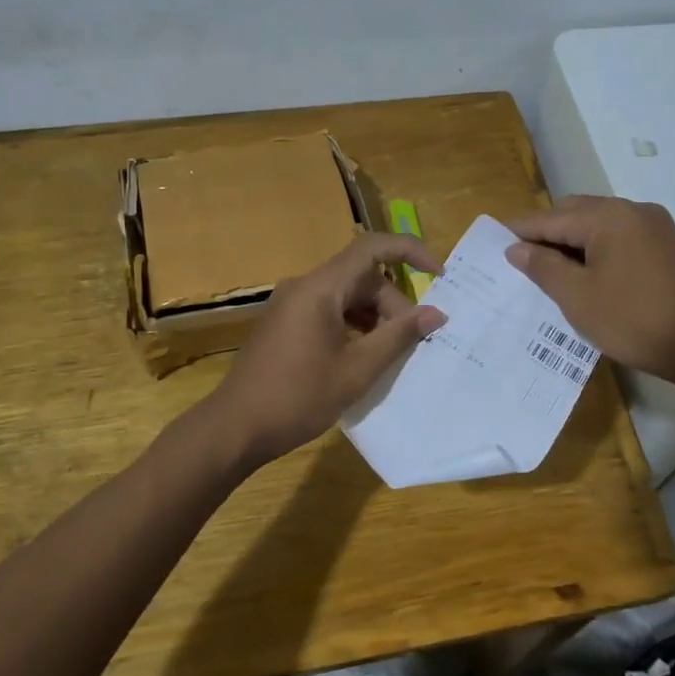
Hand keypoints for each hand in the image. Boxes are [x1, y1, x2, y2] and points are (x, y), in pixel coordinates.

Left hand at [206, 233, 445, 465]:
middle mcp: (304, 286)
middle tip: (412, 343)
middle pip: (361, 278)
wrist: (235, 427)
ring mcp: (290, 305)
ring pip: (346, 296)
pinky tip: (363, 357)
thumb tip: (436, 313)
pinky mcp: (284, 324)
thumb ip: (399, 337)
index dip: (410, 252)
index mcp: (320, 288)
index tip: (439, 276)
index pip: (371, 248)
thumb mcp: (357, 370)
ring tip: (390, 354)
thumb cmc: (298, 397)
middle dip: (393, 304)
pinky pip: (328, 311)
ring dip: (374, 318)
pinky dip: (353, 326)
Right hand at [506, 195, 674, 387]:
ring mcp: (655, 227)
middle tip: (521, 261)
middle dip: (546, 233)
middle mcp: (632, 210)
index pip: (551, 218)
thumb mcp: (577, 297)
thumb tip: (516, 248)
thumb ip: (543, 267)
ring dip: (572, 242)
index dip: (520, 231)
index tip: (493, 242)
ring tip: (550, 271)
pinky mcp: (667, 246)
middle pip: (576, 213)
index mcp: (608, 217)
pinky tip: (586, 274)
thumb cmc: (633, 319)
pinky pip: (620, 237)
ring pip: (599, 225)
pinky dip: (597, 249)